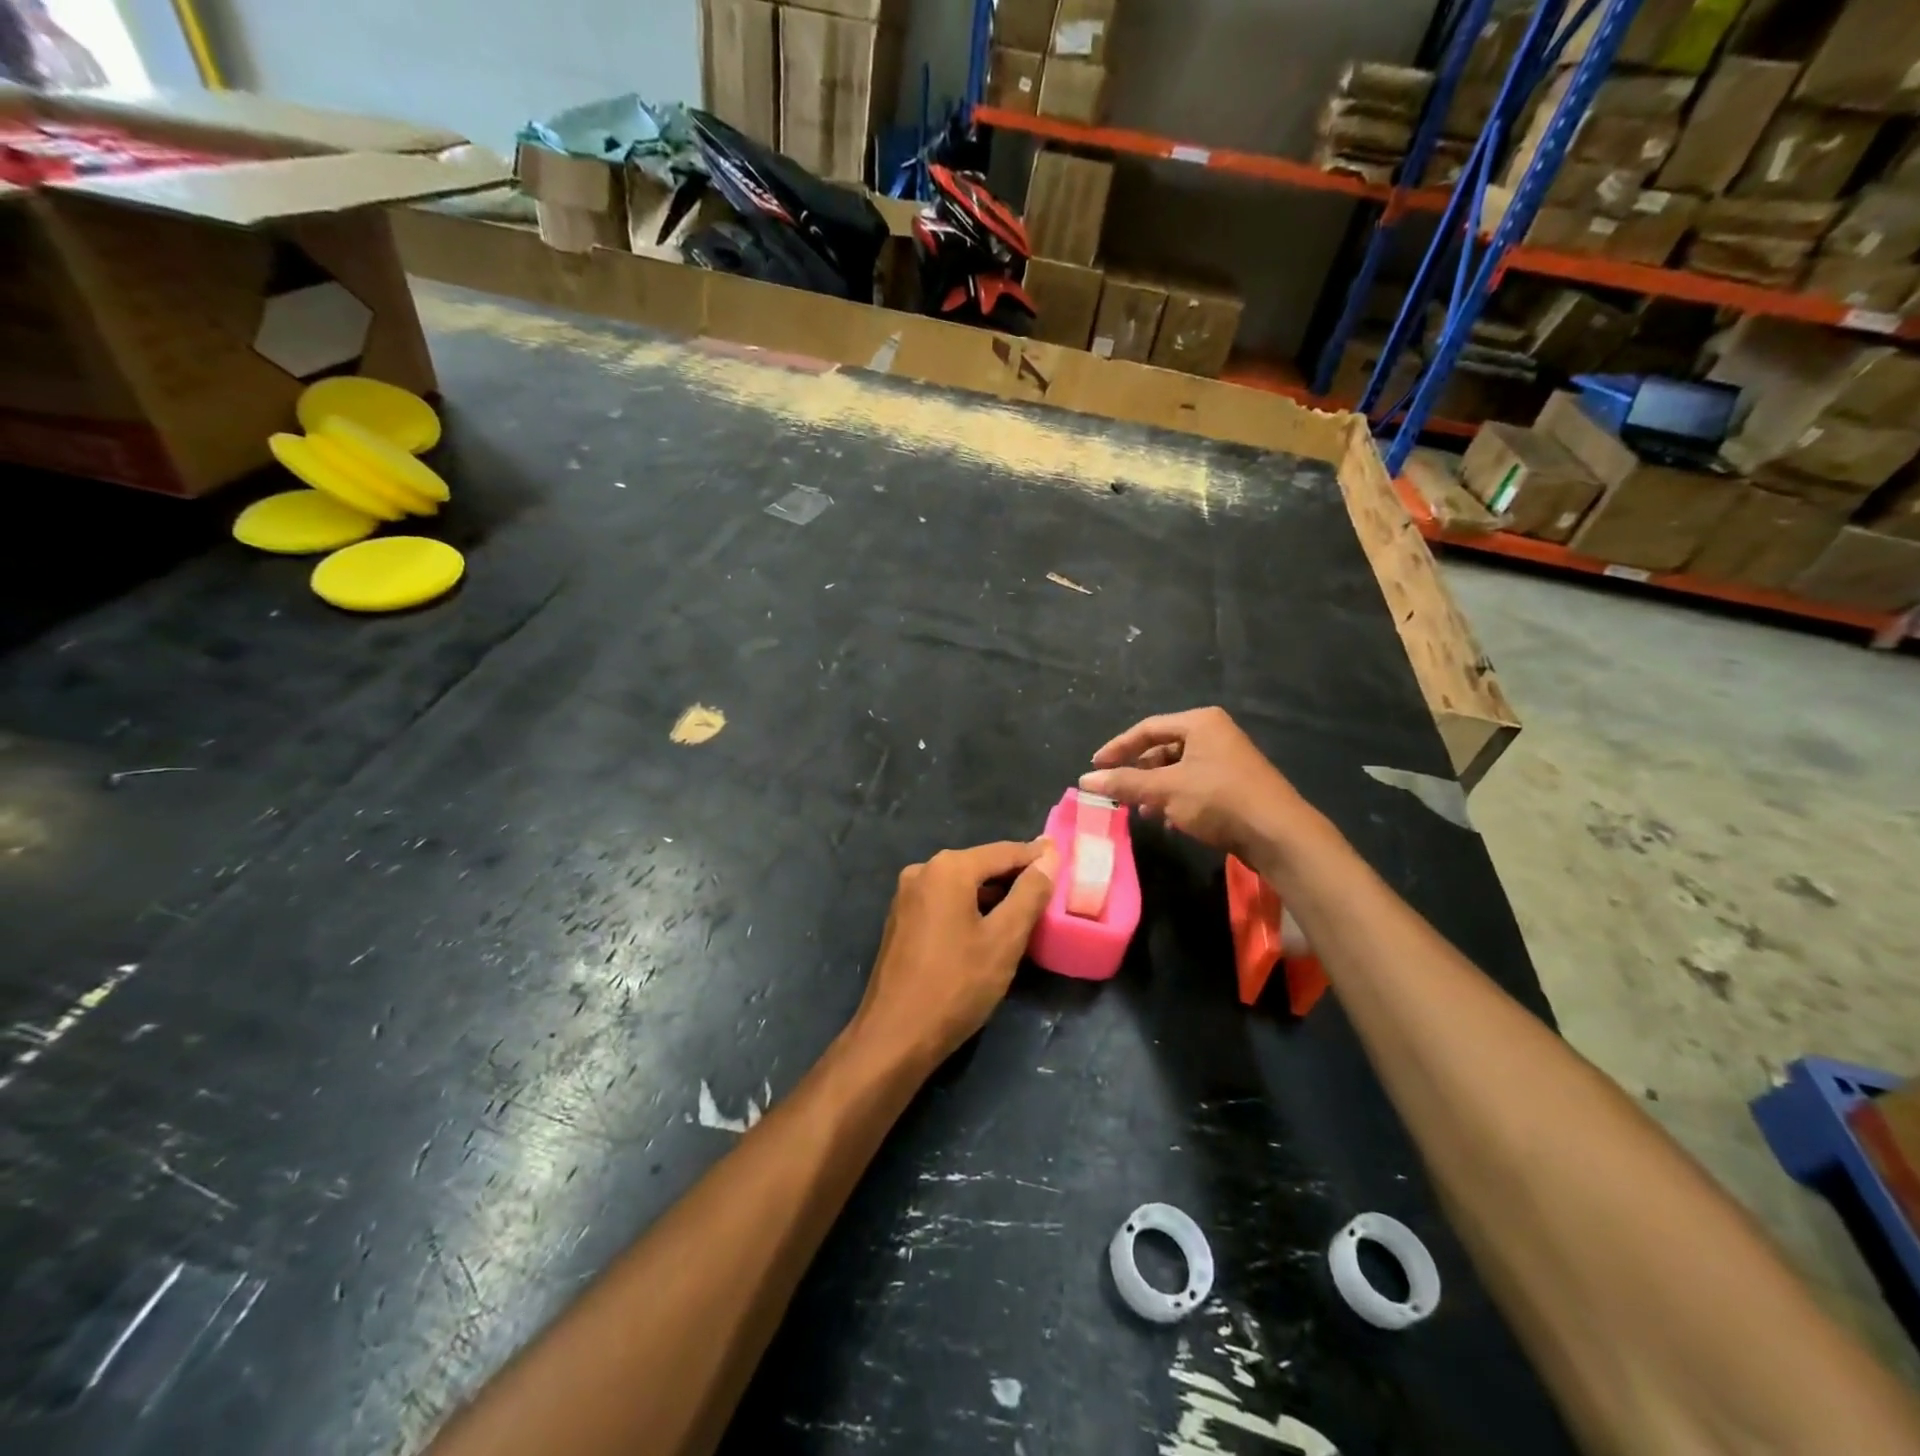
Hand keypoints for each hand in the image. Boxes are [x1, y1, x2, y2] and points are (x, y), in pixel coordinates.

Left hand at [849, 839, 1058, 1066]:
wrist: (895, 1035)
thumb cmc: (956, 984)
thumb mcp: (1004, 939)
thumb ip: (1029, 893)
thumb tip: (1048, 856)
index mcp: (948, 868)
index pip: (1004, 852)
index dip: (1036, 857)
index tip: (1064, 860)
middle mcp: (922, 871)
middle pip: (980, 865)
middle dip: (1014, 876)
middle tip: (1050, 889)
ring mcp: (906, 896)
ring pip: (962, 885)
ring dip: (993, 895)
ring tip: (1026, 910)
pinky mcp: (901, 920)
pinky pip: (945, 902)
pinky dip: (970, 908)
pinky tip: (989, 928)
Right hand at [1079, 707, 1305, 863]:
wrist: (1278, 834)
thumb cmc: (1218, 800)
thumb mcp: (1165, 790)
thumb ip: (1124, 783)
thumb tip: (1084, 780)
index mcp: (1199, 723)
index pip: (1146, 729)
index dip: (1117, 748)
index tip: (1095, 768)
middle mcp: (1214, 734)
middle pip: (1162, 748)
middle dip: (1137, 772)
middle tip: (1116, 791)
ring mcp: (1226, 759)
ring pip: (1177, 770)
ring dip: (1154, 789)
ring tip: (1139, 810)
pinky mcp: (1233, 784)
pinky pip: (1193, 785)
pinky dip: (1175, 799)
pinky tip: (1167, 820)